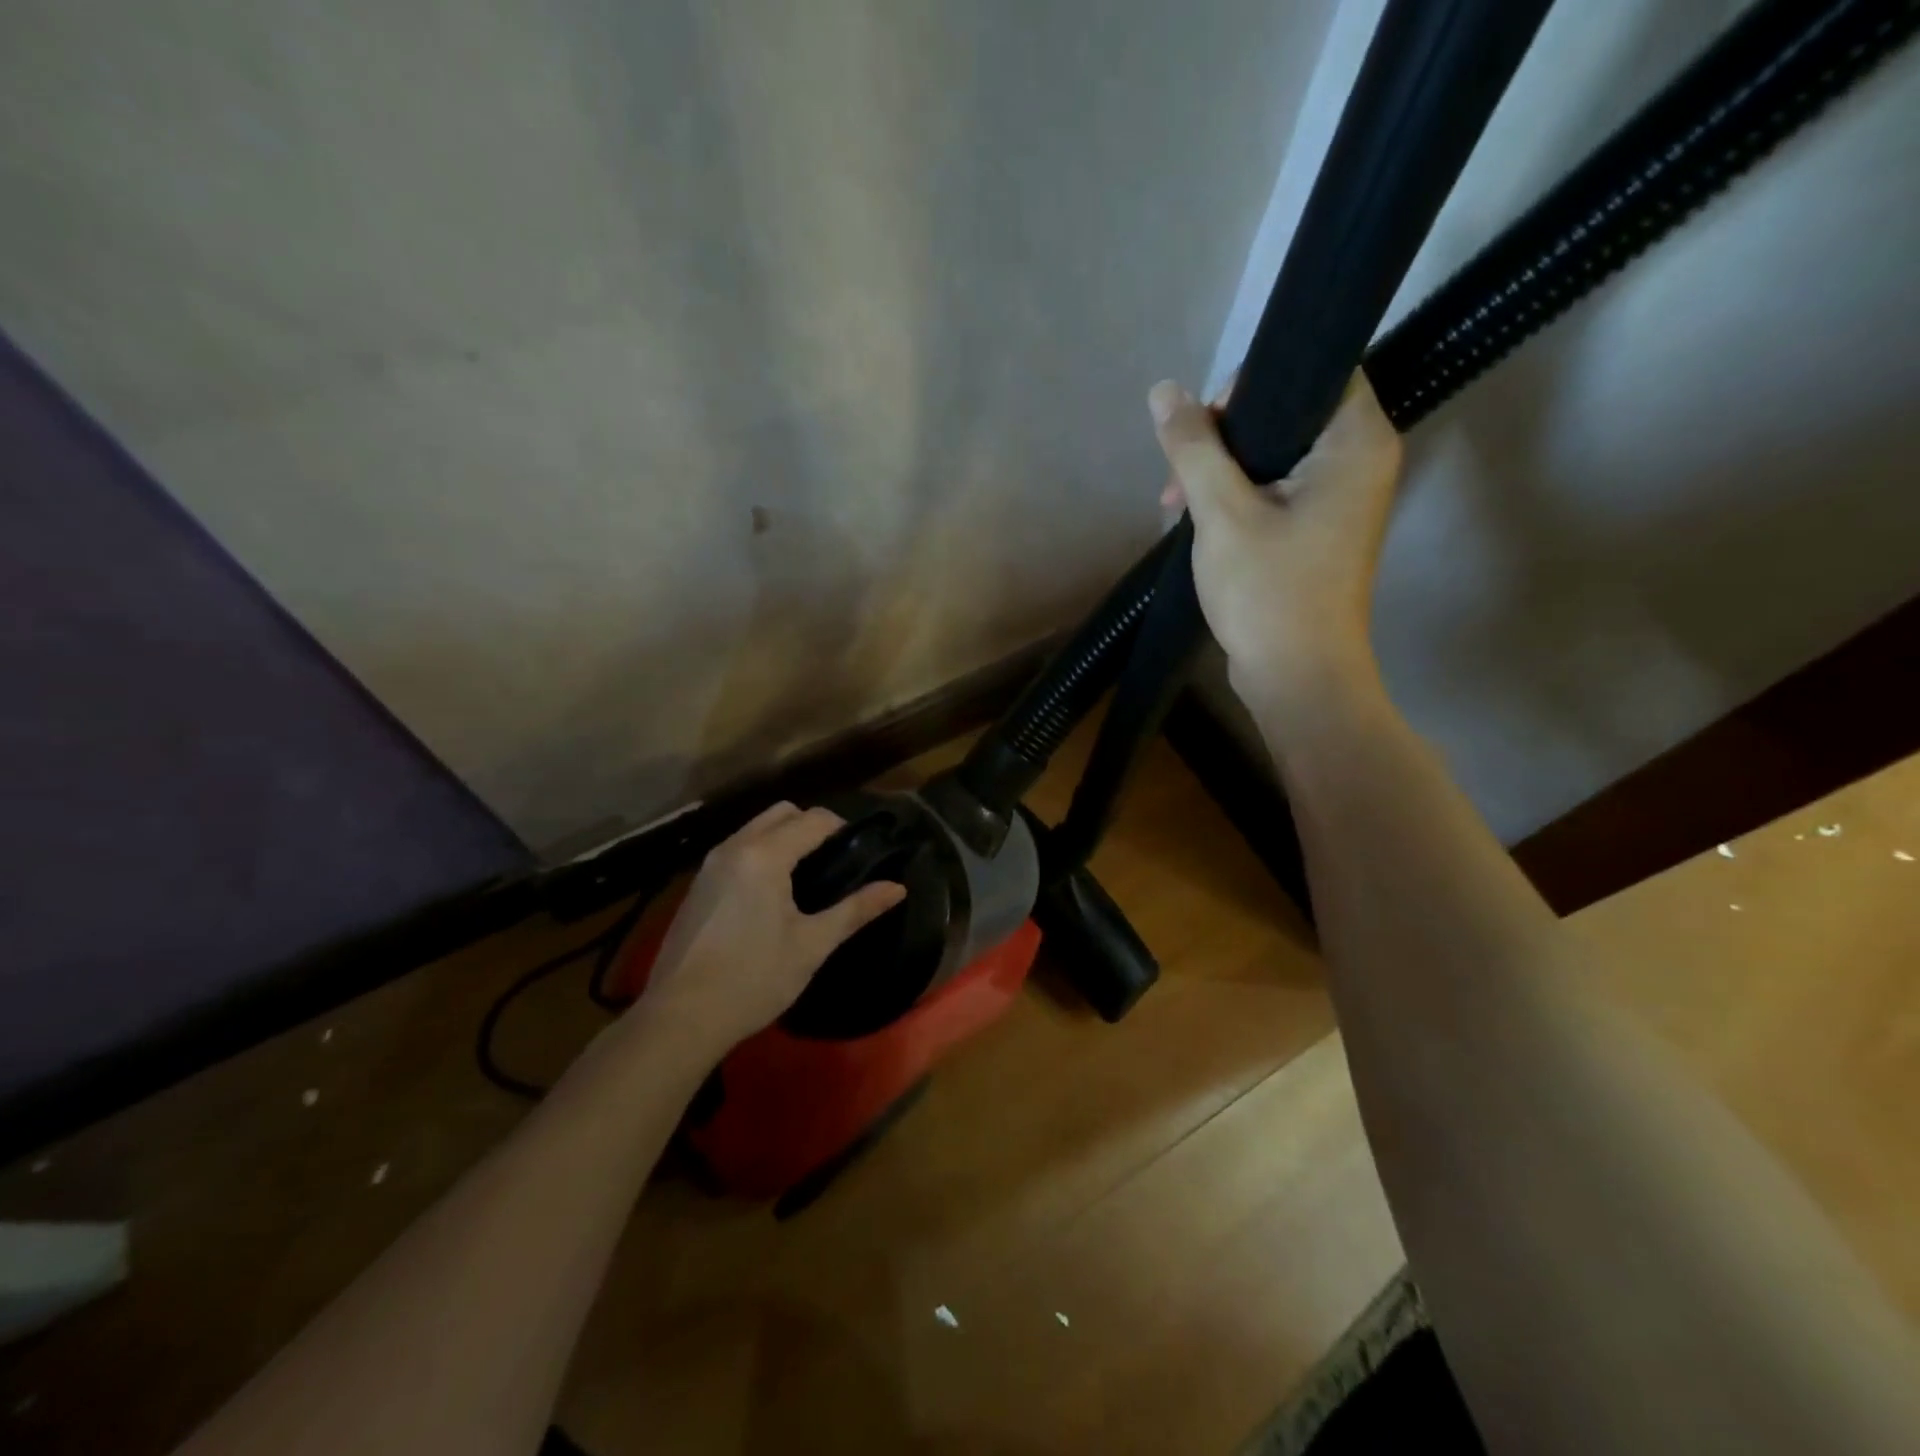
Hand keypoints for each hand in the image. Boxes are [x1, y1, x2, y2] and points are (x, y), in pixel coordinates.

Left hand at [638, 803, 906, 1055]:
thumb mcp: (812, 945)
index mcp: (765, 855)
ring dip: (784, 837)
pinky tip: (771, 893)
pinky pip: (738, 849)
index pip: (813, 819)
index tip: (861, 849)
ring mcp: (710, 865)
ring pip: (755, 828)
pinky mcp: (697, 884)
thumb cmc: (754, 978)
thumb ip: (856, 910)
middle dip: (811, 825)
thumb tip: (898, 888)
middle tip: (834, 859)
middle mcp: (735, 847)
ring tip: (807, 875)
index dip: (842, 828)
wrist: (680, 1017)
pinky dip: (761, 853)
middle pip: (781, 813)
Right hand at [1150, 372, 1401, 722]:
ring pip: (1275, 455)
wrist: (1297, 677)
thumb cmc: (1268, 591)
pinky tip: (1199, 521)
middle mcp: (1360, 461)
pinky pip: (1277, 490)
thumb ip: (1194, 448)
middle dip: (1223, 437)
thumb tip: (1164, 391)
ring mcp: (1341, 499)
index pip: (1313, 369)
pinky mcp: (1320, 530)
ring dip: (1222, 471)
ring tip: (1176, 505)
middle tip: (1179, 474)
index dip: (1252, 383)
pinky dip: (1238, 497)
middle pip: (1288, 412)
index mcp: (1355, 442)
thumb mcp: (1221, 513)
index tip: (1203, 423)